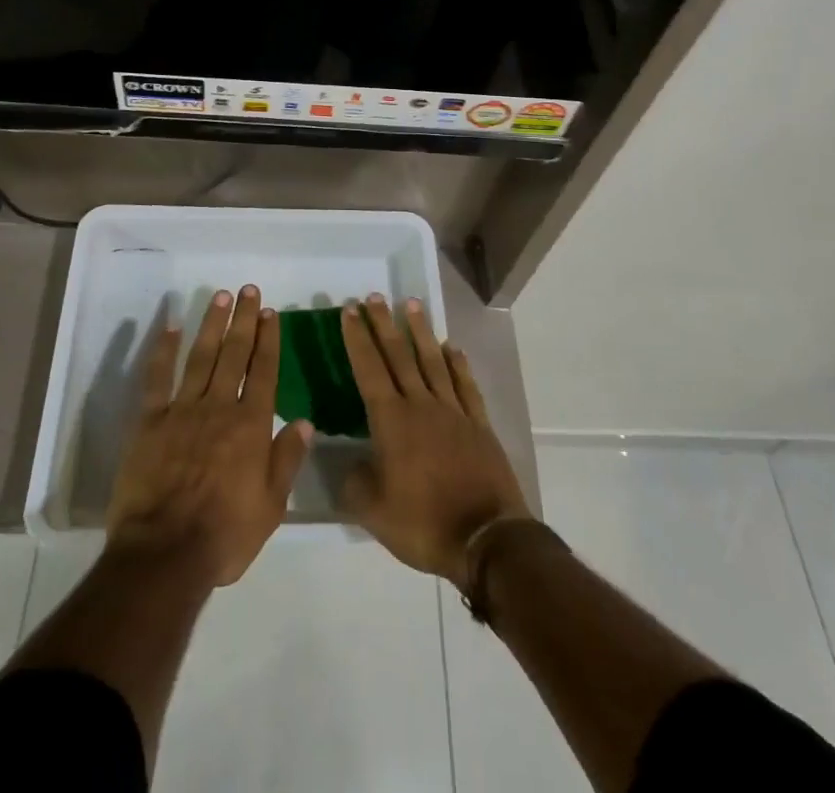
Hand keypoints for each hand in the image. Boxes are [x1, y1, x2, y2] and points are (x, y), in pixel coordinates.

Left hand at [107, 285, 313, 587]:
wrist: (165, 554)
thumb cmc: (224, 535)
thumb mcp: (271, 506)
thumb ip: (287, 459)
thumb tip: (305, 421)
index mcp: (251, 426)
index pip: (264, 371)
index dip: (268, 340)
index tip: (271, 313)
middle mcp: (219, 407)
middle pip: (235, 354)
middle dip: (244, 320)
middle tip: (248, 290)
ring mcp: (183, 410)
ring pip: (201, 357)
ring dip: (212, 324)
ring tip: (221, 297)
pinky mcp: (150, 421)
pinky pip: (158, 378)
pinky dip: (164, 350)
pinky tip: (172, 327)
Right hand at [340, 294, 530, 585]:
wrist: (486, 538)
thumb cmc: (423, 523)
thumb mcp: (373, 512)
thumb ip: (353, 482)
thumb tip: (347, 461)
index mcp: (392, 421)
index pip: (369, 368)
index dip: (358, 338)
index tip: (350, 310)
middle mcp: (421, 405)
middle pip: (399, 355)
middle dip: (384, 324)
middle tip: (374, 296)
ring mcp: (453, 412)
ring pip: (433, 361)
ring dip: (421, 331)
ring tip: (412, 304)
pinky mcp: (478, 424)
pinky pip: (465, 385)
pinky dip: (458, 364)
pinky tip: (452, 348)